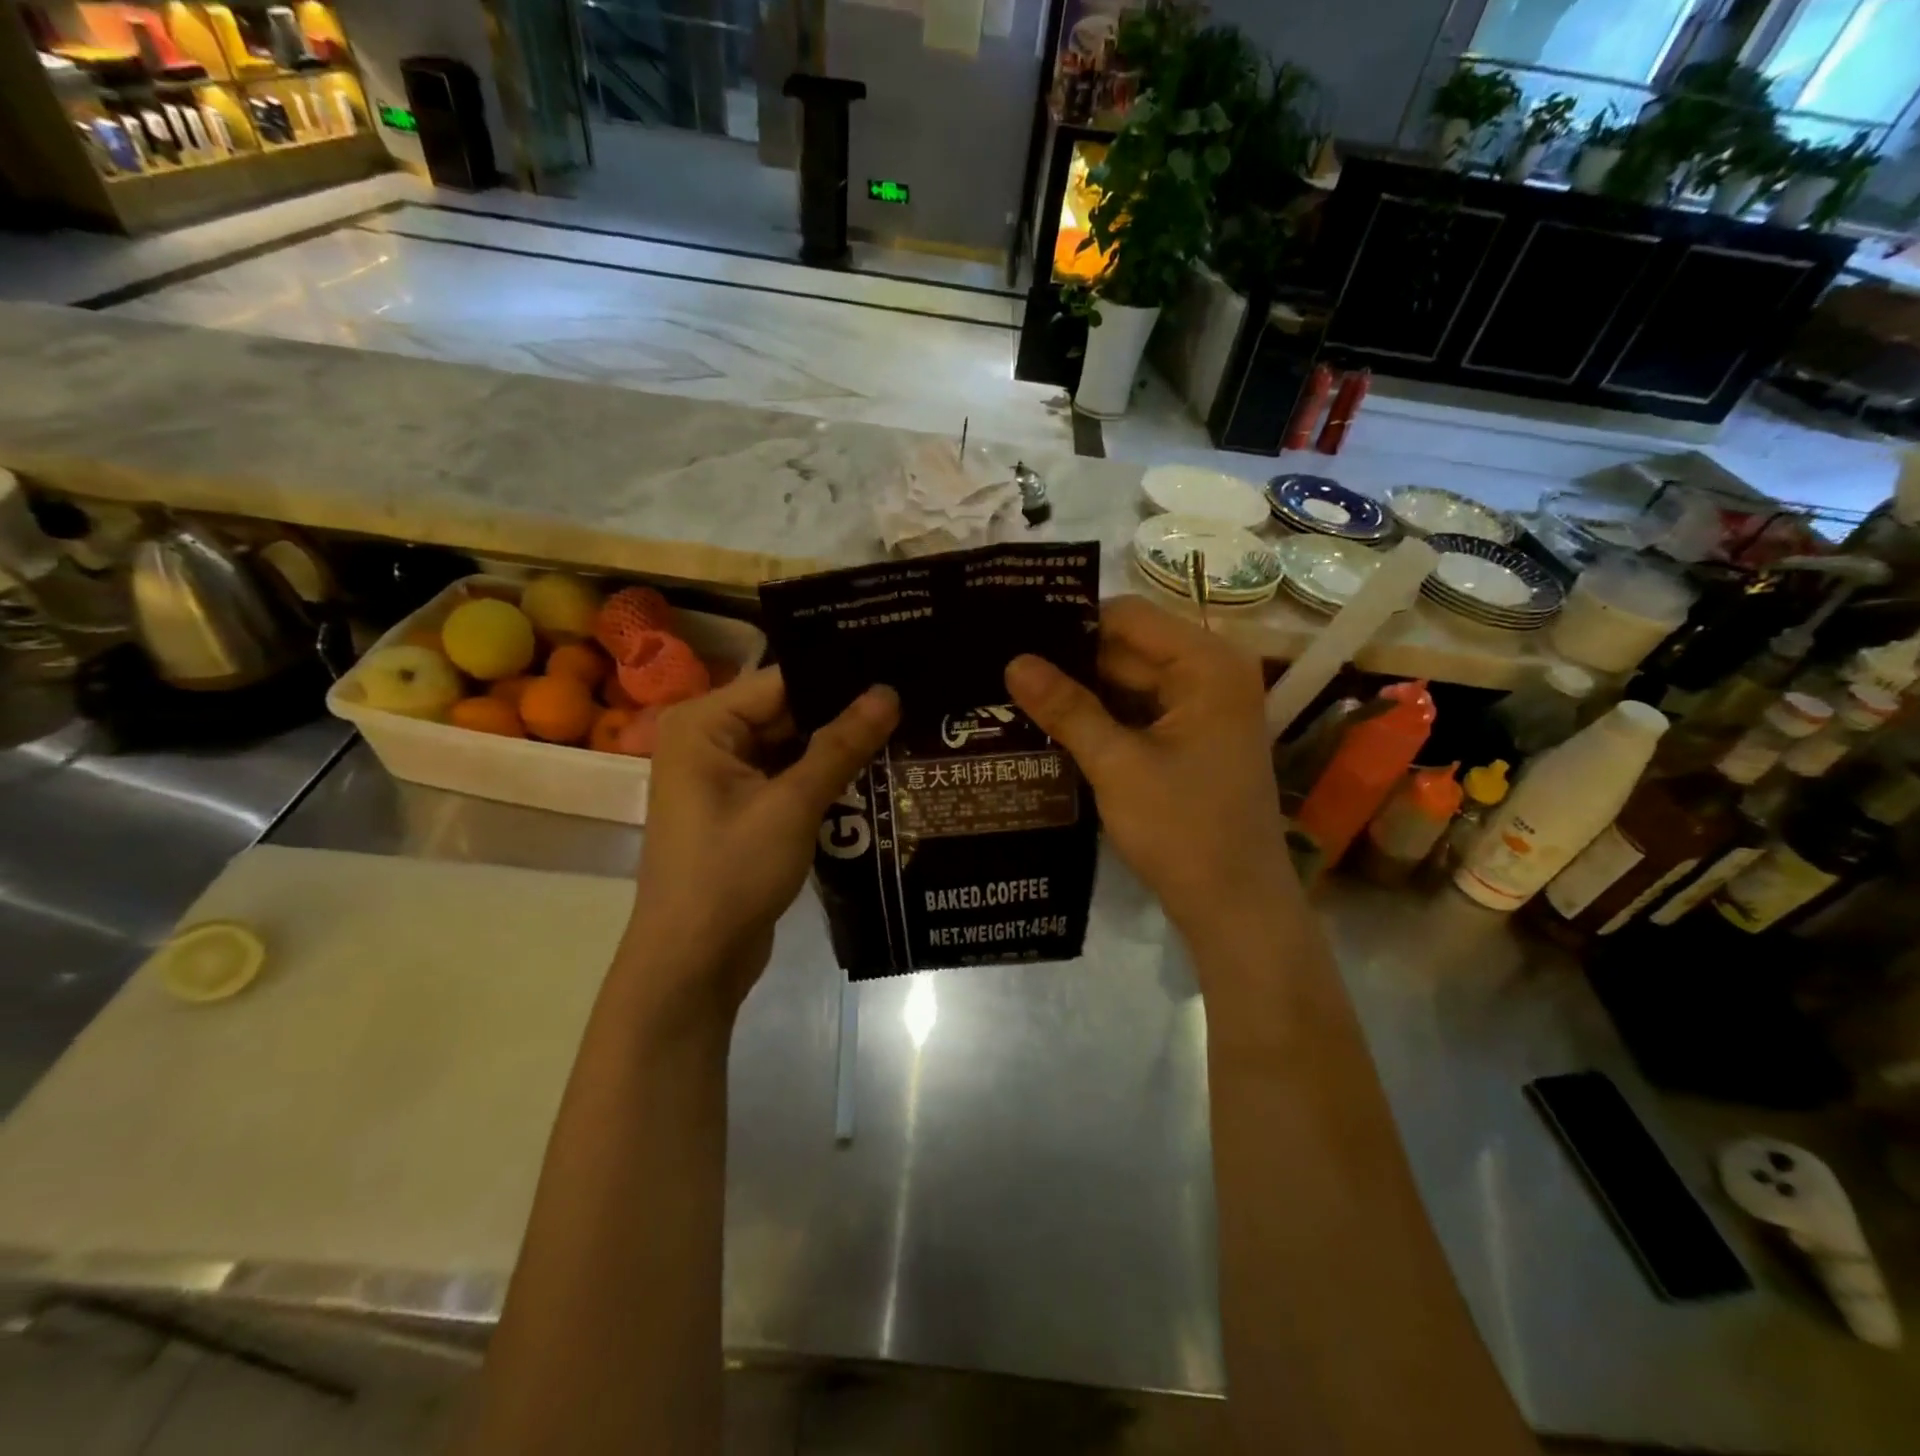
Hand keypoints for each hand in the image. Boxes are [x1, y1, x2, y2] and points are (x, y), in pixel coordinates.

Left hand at [626, 667, 898, 1017]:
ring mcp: (723, 777)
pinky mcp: (741, 809)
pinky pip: (788, 778)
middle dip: (845, 715)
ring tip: (907, 731)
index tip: (899, 671)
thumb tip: (889, 692)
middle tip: (913, 703)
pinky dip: (824, 778)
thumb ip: (841, 745)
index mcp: (703, 723)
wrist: (693, 962)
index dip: (841, 678)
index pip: (783, 682)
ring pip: (792, 747)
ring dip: (839, 749)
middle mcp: (708, 740)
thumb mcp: (792, 805)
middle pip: (787, 712)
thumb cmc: (732, 874)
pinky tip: (876, 774)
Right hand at [1005, 596, 1296, 954]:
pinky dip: (1100, 717)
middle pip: (1127, 648)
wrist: (1235, 906)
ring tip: (1014, 692)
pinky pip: (1137, 711)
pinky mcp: (1191, 738)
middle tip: (1001, 667)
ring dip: (1080, 692)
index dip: (1071, 623)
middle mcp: (1210, 673)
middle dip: (1069, 661)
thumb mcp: (1117, 766)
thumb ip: (1067, 708)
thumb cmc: (1183, 830)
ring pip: (1127, 682)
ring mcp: (1202, 707)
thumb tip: (1013, 661)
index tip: (1014, 634)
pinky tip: (1050, 723)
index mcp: (1207, 664)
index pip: (1128, 616)